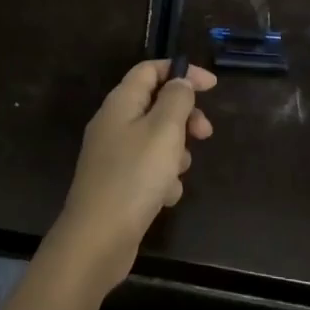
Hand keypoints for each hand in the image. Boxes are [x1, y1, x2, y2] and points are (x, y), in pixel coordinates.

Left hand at [49, 60, 216, 291]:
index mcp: (121, 102)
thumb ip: (176, 99)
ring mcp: (114, 154)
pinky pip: (148, 170)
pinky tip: (164, 198)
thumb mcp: (164, 130)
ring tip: (177, 173)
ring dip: (175, 153)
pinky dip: (162, 179)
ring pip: (156, 140)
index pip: (150, 70)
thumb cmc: (134, 176)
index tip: (212, 85)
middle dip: (184, 118)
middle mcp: (113, 123)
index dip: (182, 71)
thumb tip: (180, 81)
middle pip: (156, 105)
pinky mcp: (118, 183)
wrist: (98, 238)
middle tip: (205, 133)